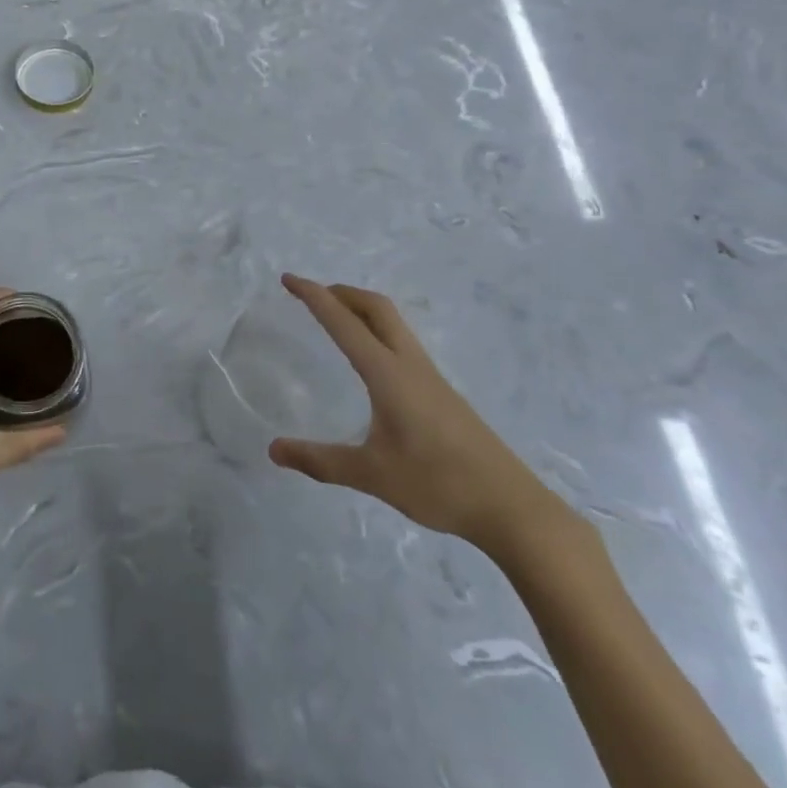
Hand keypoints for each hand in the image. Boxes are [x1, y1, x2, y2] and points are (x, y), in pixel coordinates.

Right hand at [268, 274, 557, 556]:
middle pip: (376, 307)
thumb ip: (321, 461)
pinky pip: (402, 343)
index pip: (344, 323)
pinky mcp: (441, 392)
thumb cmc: (439, 485)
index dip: (314, 296)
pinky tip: (371, 361)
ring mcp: (430, 377)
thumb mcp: (372, 475)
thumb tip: (274, 450)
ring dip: (361, 309)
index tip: (288, 279)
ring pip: (393, 323)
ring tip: (335, 319)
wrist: (512, 508)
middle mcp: (409, 365)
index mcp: (388, 374)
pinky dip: (377, 330)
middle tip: (311, 295)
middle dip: (341, 292)